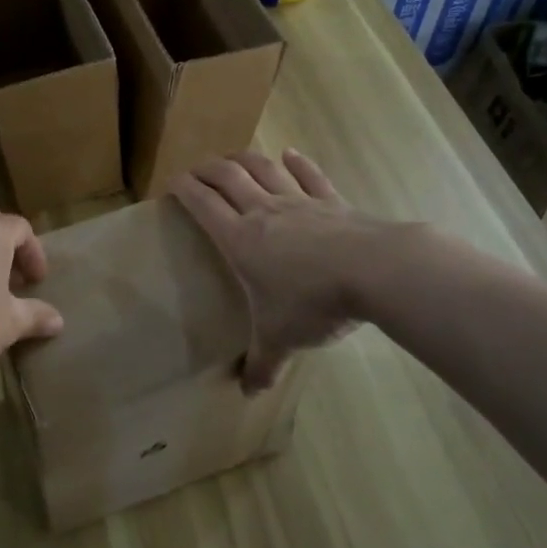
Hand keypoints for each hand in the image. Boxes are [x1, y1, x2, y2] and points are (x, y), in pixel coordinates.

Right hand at [174, 149, 377, 390]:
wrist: (374, 272)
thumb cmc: (313, 303)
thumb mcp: (281, 338)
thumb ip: (262, 364)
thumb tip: (247, 393)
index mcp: (240, 238)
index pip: (203, 203)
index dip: (184, 188)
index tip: (172, 182)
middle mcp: (263, 211)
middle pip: (228, 177)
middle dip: (207, 169)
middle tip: (197, 170)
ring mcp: (299, 201)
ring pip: (263, 168)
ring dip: (244, 158)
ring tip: (232, 157)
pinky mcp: (331, 201)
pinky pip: (309, 175)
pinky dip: (297, 163)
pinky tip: (290, 155)